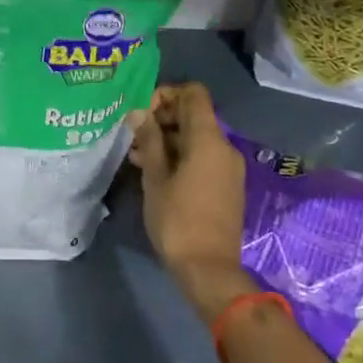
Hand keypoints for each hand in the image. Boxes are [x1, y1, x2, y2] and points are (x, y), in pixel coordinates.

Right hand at [129, 83, 252, 321]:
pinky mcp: (226, 185)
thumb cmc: (177, 219)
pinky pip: (203, 157)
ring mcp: (228, 167)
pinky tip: (154, 171)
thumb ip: (149, 140)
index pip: (193, 94)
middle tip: (133, 135)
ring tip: (136, 155)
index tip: (142, 111)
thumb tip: (140, 112)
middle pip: (195, 115)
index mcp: (209, 139)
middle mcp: (224, 147)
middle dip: (163, 118)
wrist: (209, 268)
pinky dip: (180, 156)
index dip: (166, 94)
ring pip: (196, 138)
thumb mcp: (155, 177)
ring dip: (168, 139)